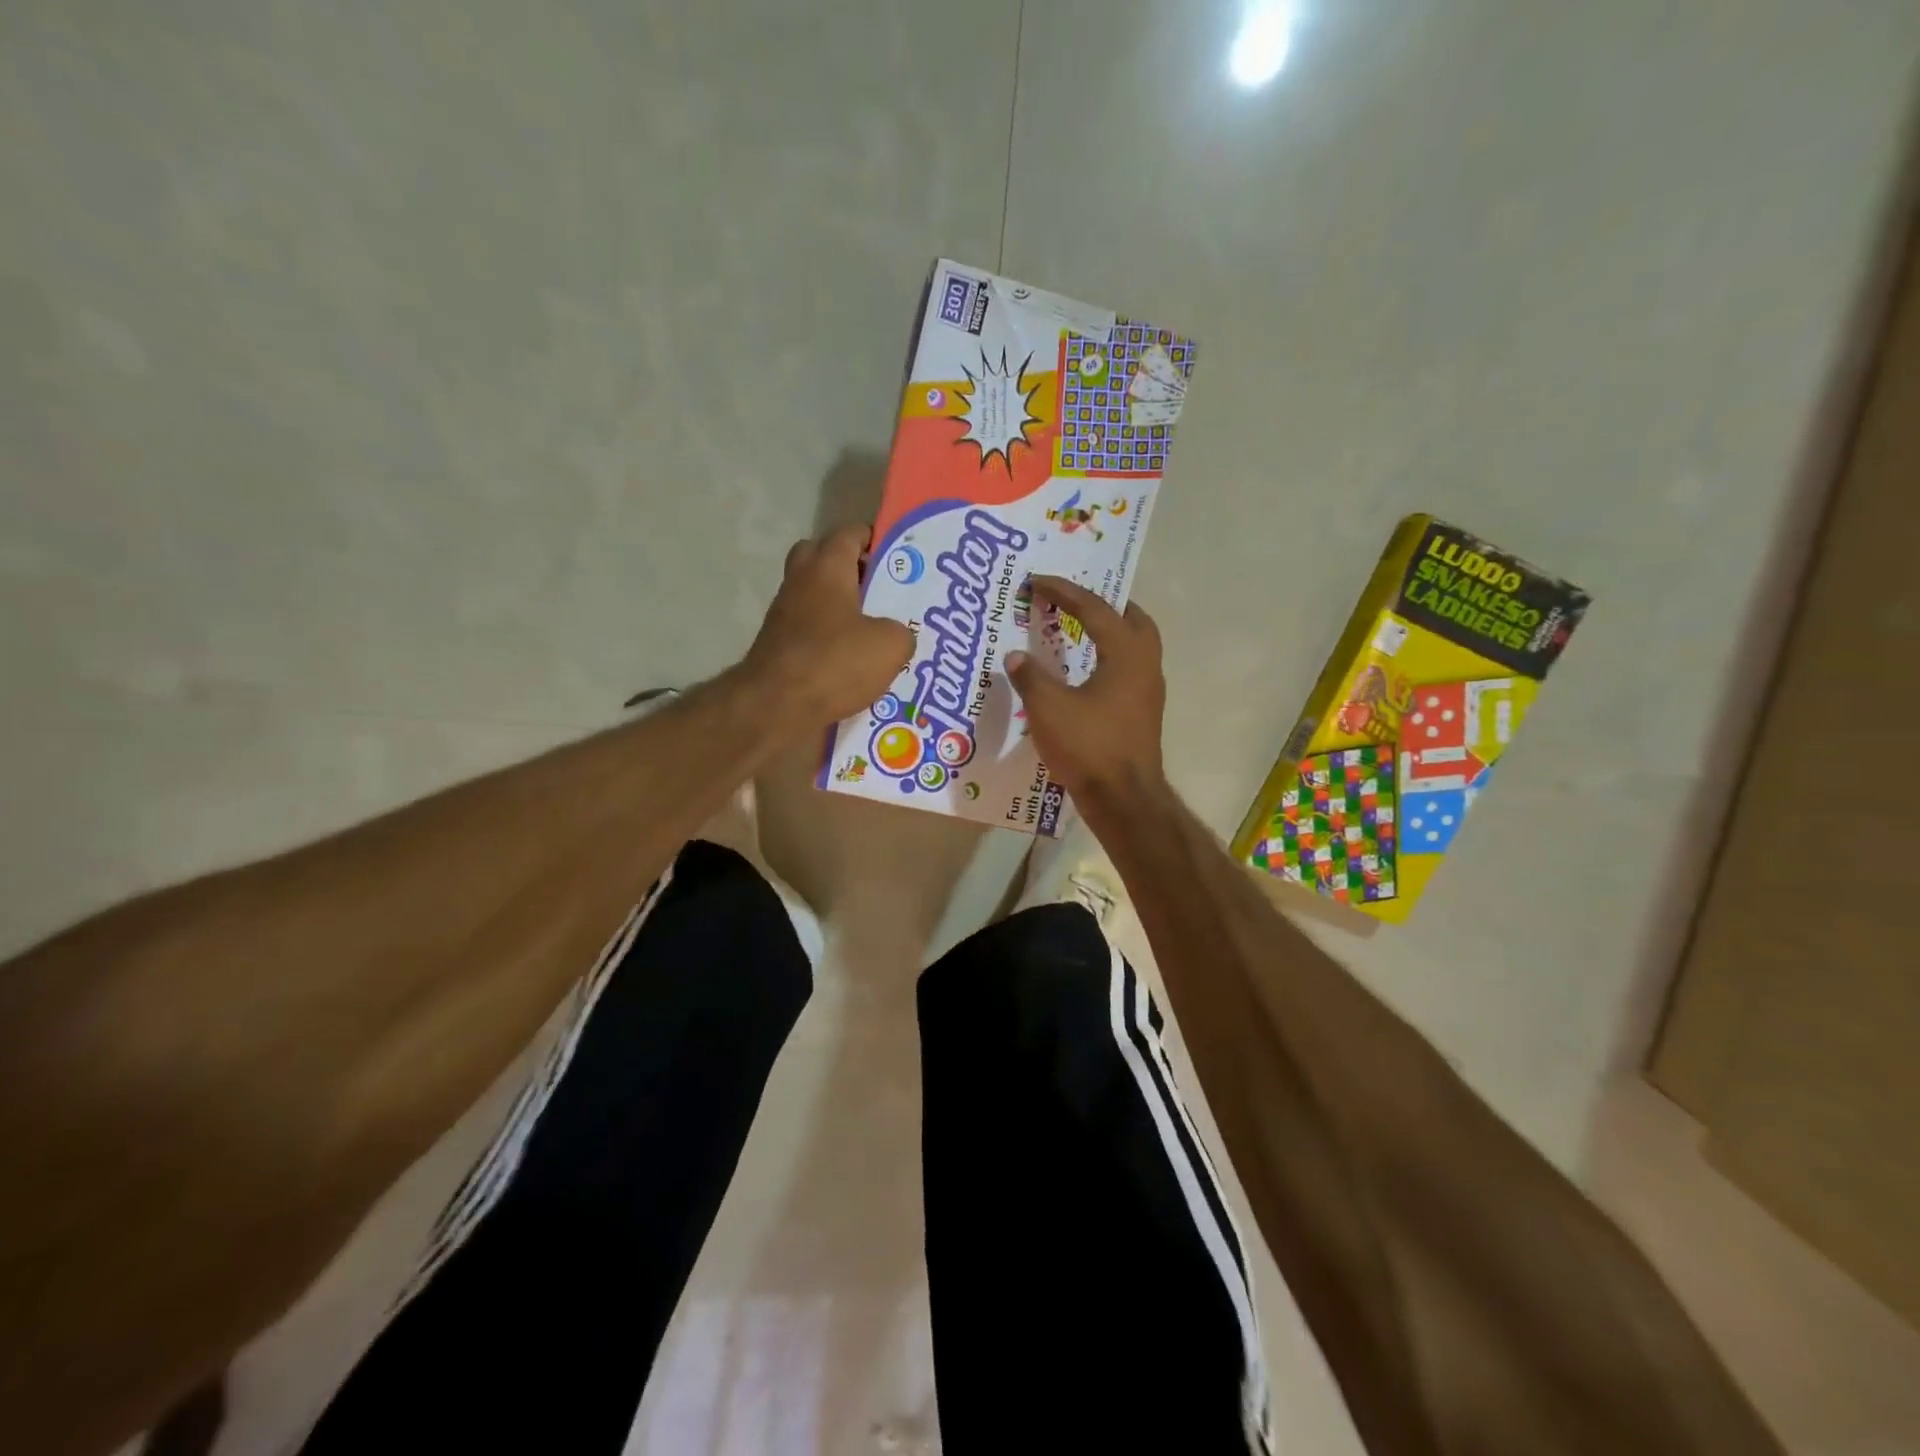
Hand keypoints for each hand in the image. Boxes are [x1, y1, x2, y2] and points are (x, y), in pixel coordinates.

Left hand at [745, 524, 914, 725]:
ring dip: (839, 608)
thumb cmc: (835, 662)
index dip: (872, 539)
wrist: (777, 706)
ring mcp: (784, 616)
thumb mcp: (890, 645)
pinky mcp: (778, 648)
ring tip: (873, 632)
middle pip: (820, 558)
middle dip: (848, 568)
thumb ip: (901, 632)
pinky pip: (809, 632)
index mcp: (827, 568)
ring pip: (814, 598)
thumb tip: (894, 637)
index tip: (895, 554)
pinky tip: (853, 663)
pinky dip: (829, 640)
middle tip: (878, 588)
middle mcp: (800, 583)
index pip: (849, 534)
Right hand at [1005, 576, 1168, 812]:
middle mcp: (1145, 665)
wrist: (1124, 799)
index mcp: (1126, 654)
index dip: (1064, 591)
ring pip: (1135, 646)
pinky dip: (1109, 658)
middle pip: (1133, 620)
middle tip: (1075, 600)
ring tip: (1080, 629)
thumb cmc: (1089, 747)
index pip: (1095, 609)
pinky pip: (1129, 670)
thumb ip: (1030, 677)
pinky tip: (1085, 672)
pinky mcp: (1143, 714)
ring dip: (1110, 632)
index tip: (1038, 581)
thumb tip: (1015, 656)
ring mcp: (1148, 692)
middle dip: (1104, 605)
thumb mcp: (1049, 708)